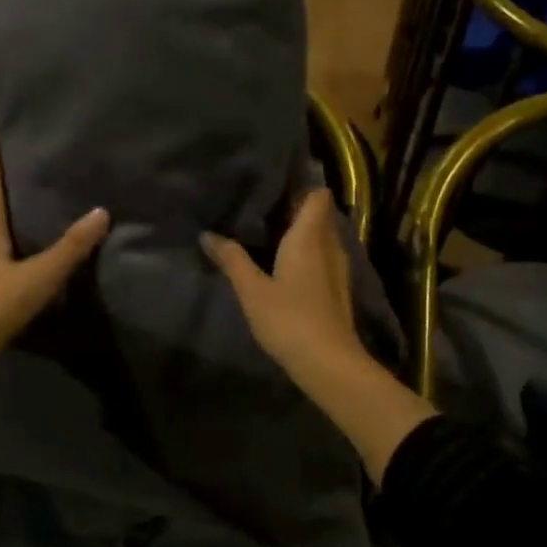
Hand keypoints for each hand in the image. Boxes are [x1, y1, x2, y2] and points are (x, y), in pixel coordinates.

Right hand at [202, 188, 360, 375]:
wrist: (328, 363)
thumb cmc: (288, 318)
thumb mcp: (251, 289)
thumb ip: (231, 259)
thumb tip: (207, 234)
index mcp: (309, 237)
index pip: (317, 196)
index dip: (302, 185)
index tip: (276, 183)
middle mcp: (329, 245)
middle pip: (319, 215)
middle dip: (296, 208)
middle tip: (263, 207)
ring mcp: (338, 269)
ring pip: (323, 237)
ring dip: (302, 233)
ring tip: (270, 233)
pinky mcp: (338, 290)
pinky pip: (323, 257)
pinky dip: (307, 254)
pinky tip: (285, 266)